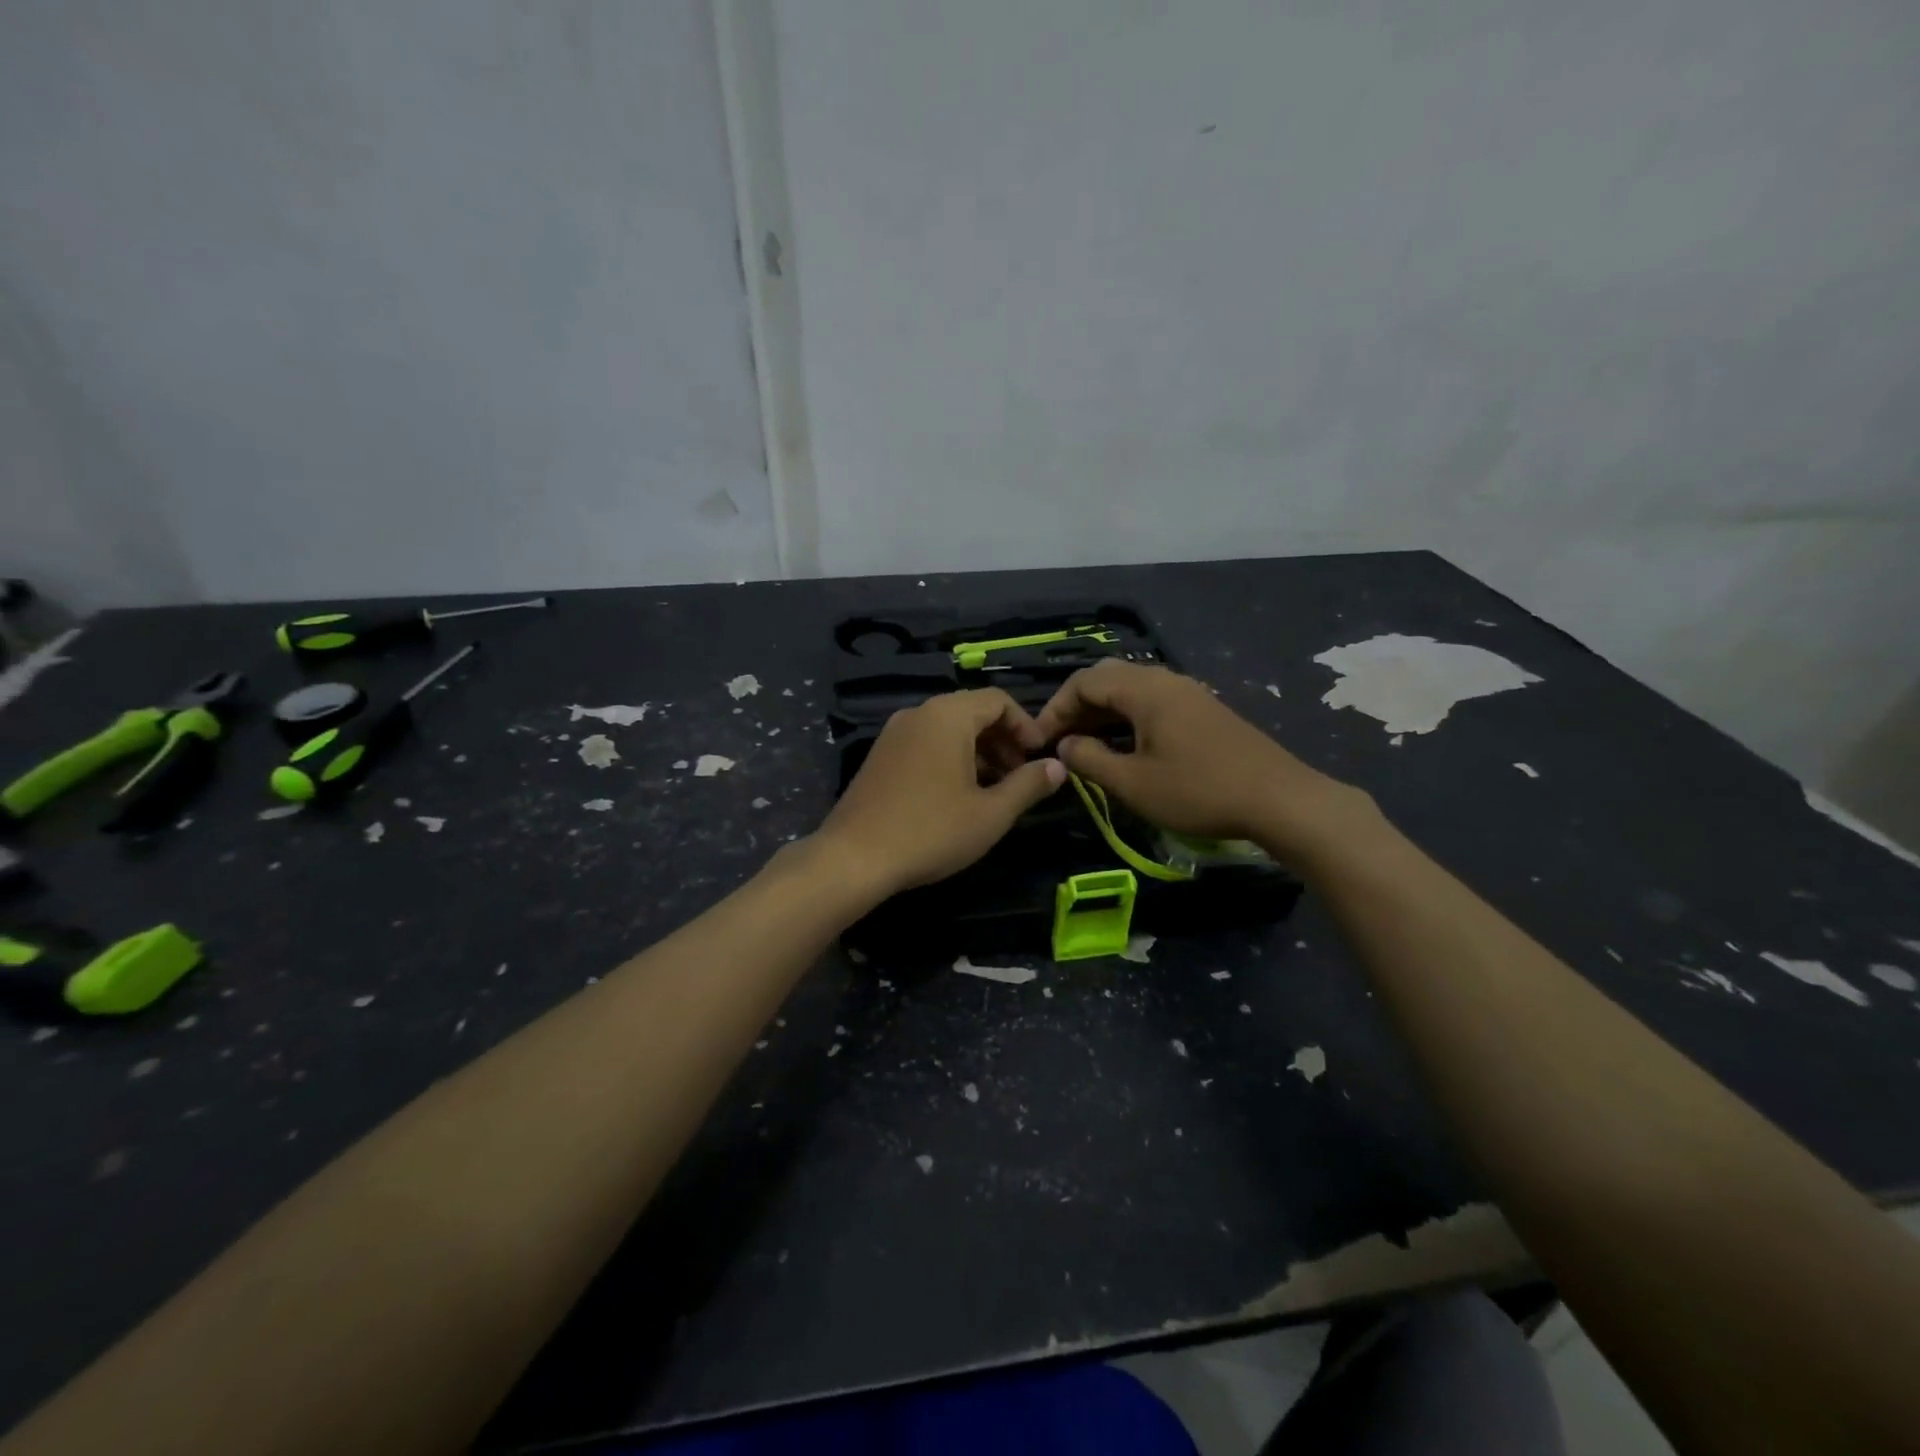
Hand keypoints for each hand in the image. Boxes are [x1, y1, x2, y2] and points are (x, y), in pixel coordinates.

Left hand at [812, 689, 1066, 897]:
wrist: (854, 858)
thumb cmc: (931, 831)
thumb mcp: (991, 813)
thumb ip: (1028, 785)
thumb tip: (1057, 766)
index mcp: (947, 715)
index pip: (998, 700)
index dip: (1026, 726)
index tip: (1039, 759)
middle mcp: (919, 713)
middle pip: (972, 711)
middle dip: (1003, 740)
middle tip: (1021, 777)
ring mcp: (894, 733)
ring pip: (948, 729)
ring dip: (978, 751)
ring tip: (994, 790)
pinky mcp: (880, 755)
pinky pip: (926, 743)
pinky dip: (951, 758)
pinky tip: (958, 795)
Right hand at [1034, 661, 1374, 863]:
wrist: (1279, 799)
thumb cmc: (1198, 791)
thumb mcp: (1133, 783)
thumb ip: (1090, 760)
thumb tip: (1064, 745)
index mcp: (1144, 689)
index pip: (1083, 682)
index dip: (1055, 709)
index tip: (1039, 741)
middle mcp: (1164, 680)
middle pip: (1106, 679)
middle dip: (1076, 707)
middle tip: (1059, 740)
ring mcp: (1187, 692)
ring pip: (1130, 690)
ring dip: (1102, 713)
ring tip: (1085, 746)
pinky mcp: (1203, 710)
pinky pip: (1152, 702)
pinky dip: (1127, 718)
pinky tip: (1125, 747)